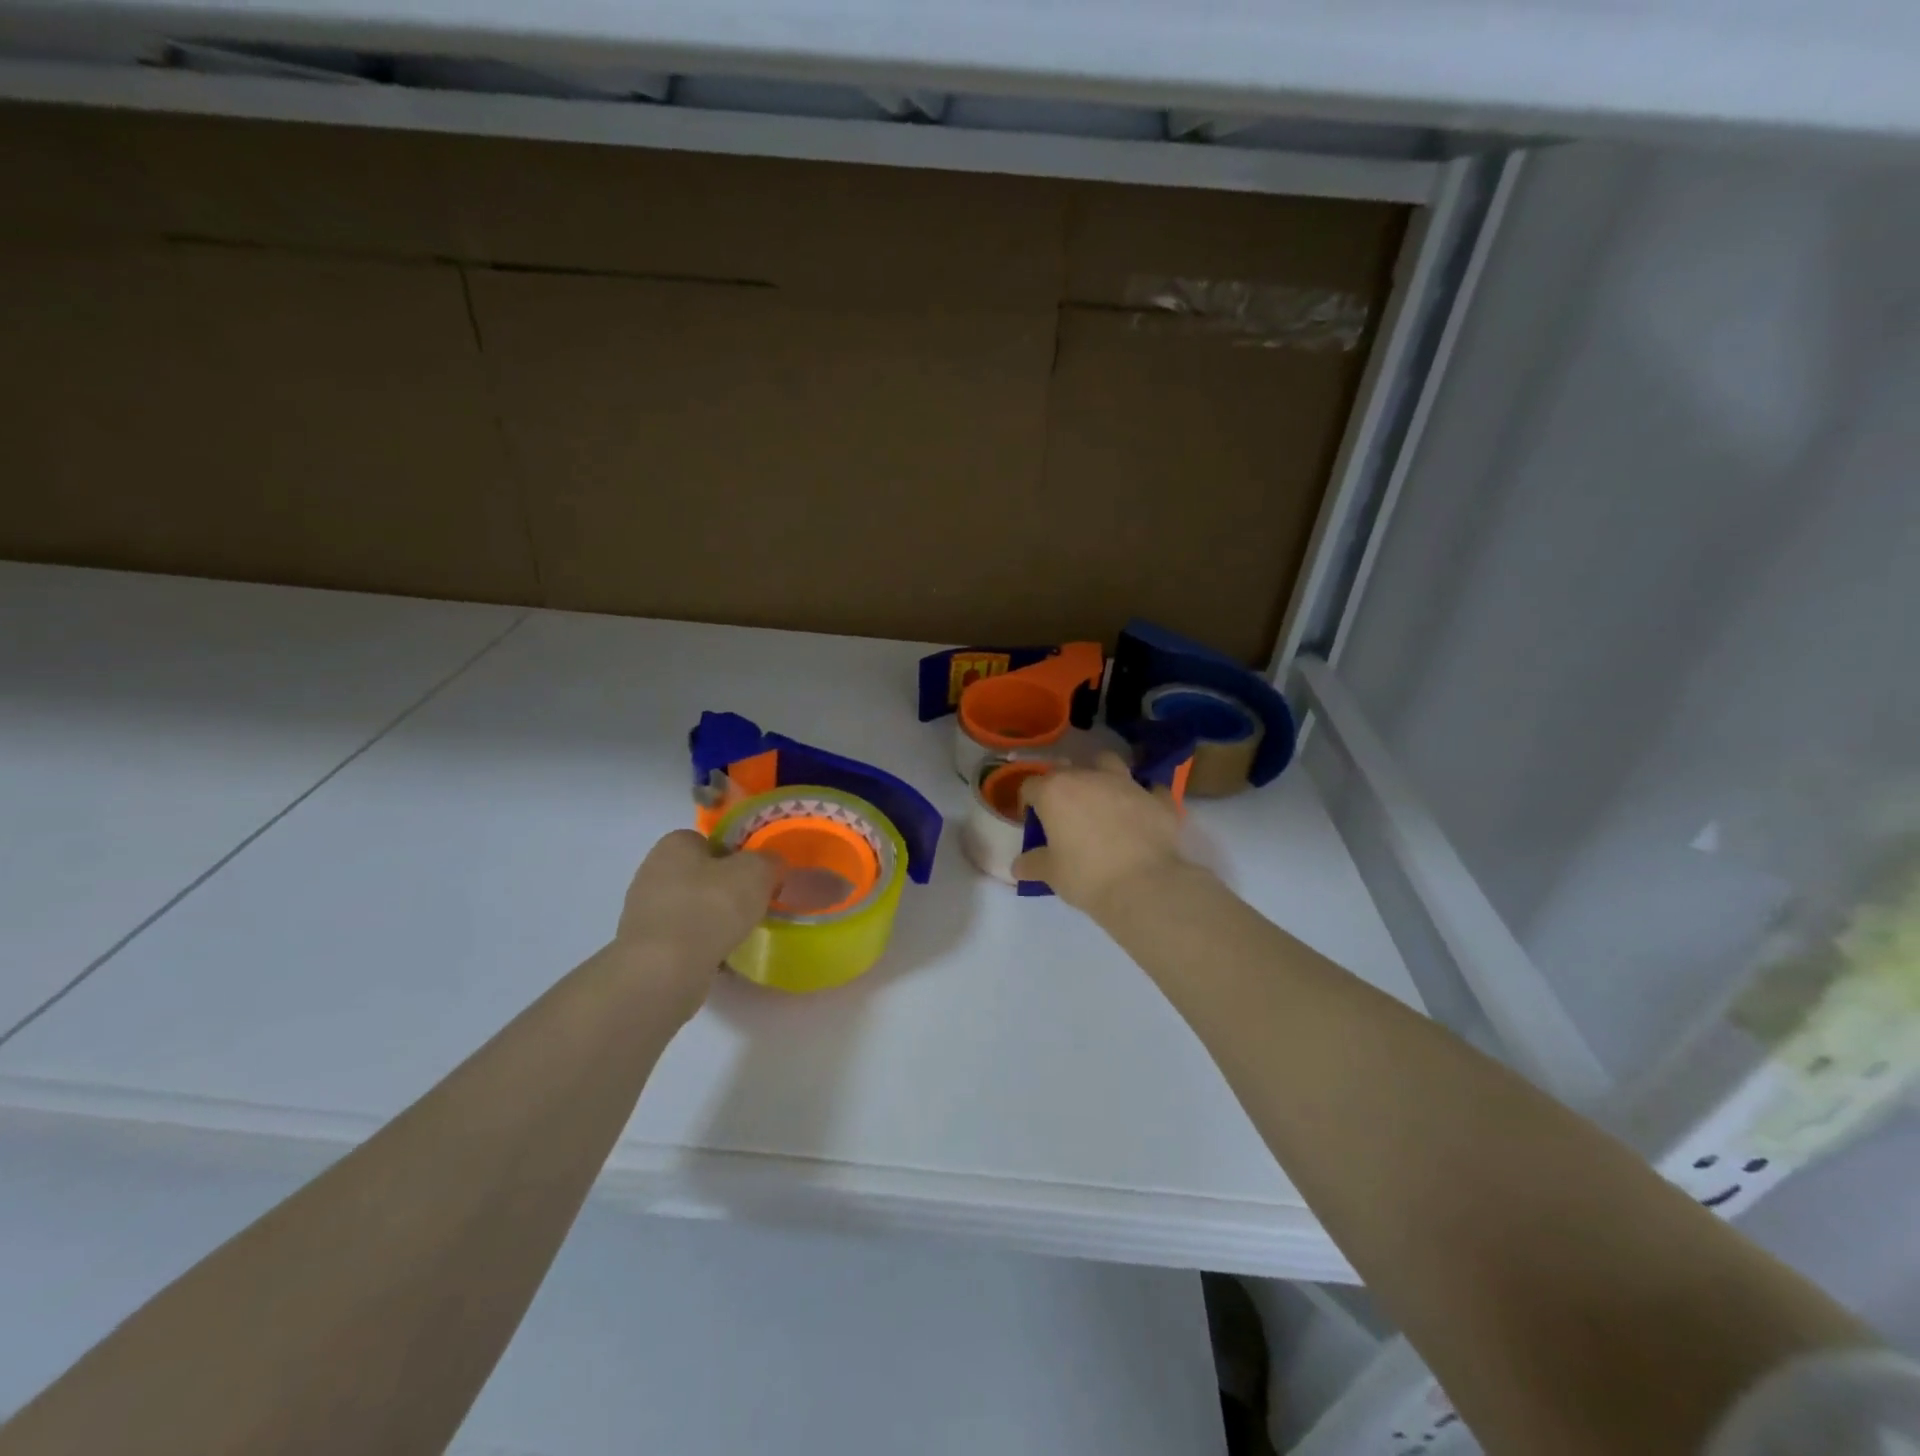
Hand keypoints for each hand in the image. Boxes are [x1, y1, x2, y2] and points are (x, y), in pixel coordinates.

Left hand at [615, 831, 778, 1012]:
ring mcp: (644, 911)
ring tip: (739, 934)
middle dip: (725, 889)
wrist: (664, 970)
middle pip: (701, 875)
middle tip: (752, 905)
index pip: (709, 841)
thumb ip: (769, 860)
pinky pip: (683, 938)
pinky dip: (701, 945)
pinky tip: (720, 957)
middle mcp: (653, 871)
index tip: (756, 876)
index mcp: (674, 845)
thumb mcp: (756, 872)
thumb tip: (771, 863)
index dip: (736, 855)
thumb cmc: (710, 908)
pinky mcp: (644, 946)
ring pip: (692, 908)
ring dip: (713, 919)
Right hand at [1011, 752, 1186, 918]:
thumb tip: (1018, 866)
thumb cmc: (1086, 876)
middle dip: (1063, 787)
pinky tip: (1143, 814)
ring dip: (1103, 776)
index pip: (1031, 785)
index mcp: (1056, 791)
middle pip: (1068, 770)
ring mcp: (1127, 784)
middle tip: (1066, 815)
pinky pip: (1150, 790)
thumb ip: (1033, 864)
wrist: (1144, 885)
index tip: (1033, 823)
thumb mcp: (1052, 874)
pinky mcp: (1158, 799)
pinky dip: (1144, 798)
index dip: (1028, 803)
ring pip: (1109, 764)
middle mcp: (1089, 777)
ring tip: (1103, 800)